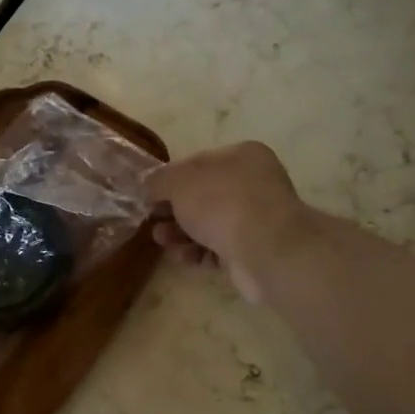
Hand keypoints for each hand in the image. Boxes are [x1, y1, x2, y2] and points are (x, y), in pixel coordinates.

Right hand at [145, 142, 315, 302]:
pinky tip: (186, 258)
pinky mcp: (254, 249)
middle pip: (201, 197)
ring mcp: (256, 218)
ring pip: (207, 224)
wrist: (265, 249)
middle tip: (153, 224)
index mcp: (241, 156)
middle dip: (172, 212)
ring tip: (164, 242)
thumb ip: (158, 181)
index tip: (148, 199)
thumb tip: (149, 187)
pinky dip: (199, 252)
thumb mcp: (179, 182)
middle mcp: (252, 183)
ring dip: (181, 234)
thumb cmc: (222, 203)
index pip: (196, 164)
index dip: (168, 181)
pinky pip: (218, 248)